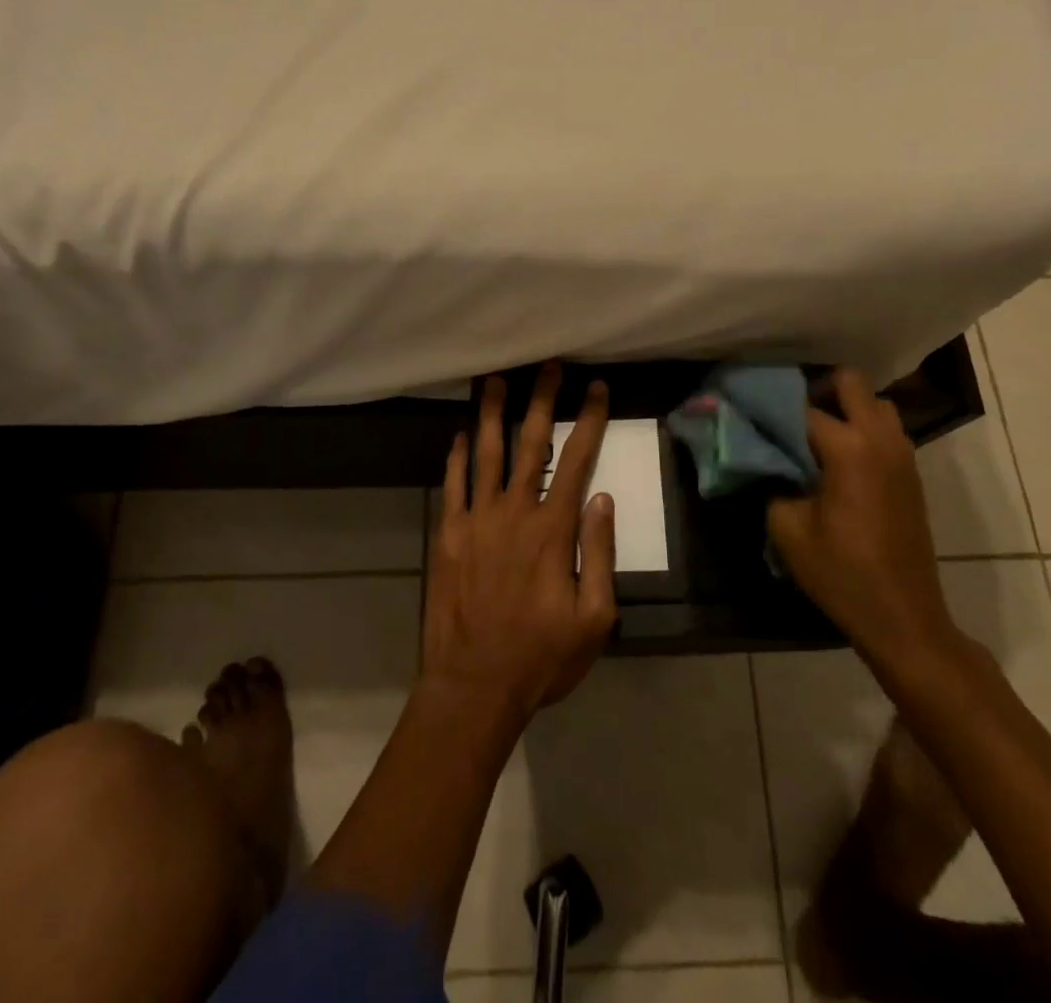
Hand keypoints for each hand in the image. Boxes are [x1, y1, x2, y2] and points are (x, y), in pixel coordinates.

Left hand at [421, 363, 618, 726]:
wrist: (474, 685)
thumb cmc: (542, 657)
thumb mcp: (594, 617)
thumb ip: (599, 552)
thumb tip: (601, 498)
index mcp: (553, 528)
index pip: (576, 459)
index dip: (588, 419)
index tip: (596, 387)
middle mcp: (514, 511)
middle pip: (530, 442)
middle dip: (541, 399)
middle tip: (548, 365)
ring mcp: (476, 519)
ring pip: (485, 452)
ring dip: (491, 412)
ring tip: (495, 379)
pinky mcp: (448, 534)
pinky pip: (452, 484)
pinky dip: (456, 456)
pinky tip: (459, 434)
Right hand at [766, 369, 960, 672]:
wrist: (903, 617)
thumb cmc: (841, 573)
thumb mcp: (787, 528)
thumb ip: (772, 481)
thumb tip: (766, 459)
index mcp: (848, 449)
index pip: (802, 408)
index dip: (771, 408)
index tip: (749, 412)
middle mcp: (880, 440)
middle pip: (850, 382)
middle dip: (817, 389)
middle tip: (791, 416)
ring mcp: (902, 455)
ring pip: (875, 404)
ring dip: (846, 409)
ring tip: (817, 437)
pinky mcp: (911, 474)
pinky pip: (886, 430)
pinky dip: (863, 429)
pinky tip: (838, 461)